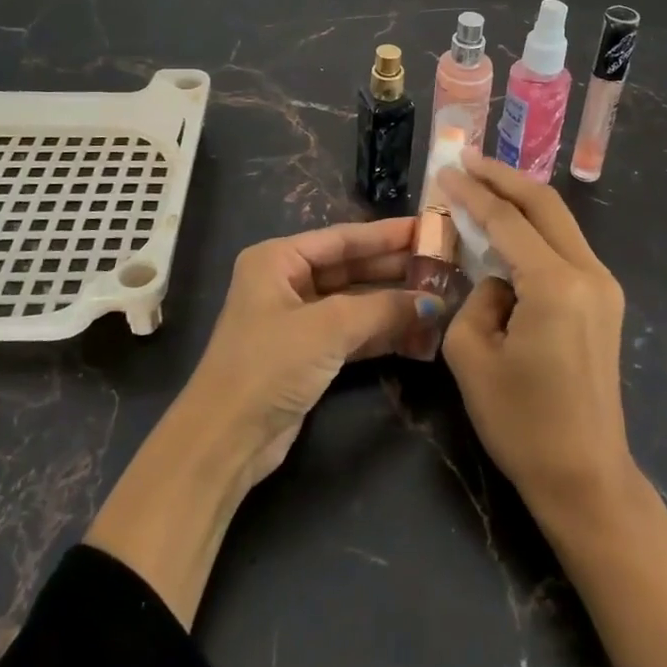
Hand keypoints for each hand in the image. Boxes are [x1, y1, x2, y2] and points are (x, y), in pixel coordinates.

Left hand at [182, 217, 445, 484]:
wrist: (226, 439)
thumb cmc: (269, 365)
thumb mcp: (328, 328)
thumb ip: (383, 309)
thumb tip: (434, 302)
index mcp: (278, 259)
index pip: (342, 238)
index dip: (386, 234)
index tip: (427, 228)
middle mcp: (285, 282)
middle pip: (350, 268)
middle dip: (393, 269)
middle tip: (441, 263)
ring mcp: (296, 320)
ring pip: (354, 302)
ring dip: (392, 304)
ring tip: (439, 297)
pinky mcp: (307, 355)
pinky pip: (352, 333)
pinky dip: (381, 333)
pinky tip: (417, 332)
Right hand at [439, 156, 666, 666]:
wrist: (586, 476)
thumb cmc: (521, 422)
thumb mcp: (471, 355)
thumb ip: (475, 298)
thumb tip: (496, 279)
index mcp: (555, 284)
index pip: (506, 220)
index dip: (472, 192)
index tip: (445, 170)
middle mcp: (588, 273)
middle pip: (544, 204)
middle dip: (503, 177)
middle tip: (467, 159)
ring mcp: (604, 286)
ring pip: (559, 221)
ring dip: (521, 199)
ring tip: (484, 183)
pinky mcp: (605, 301)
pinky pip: (566, 247)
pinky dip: (535, 227)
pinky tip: (510, 226)